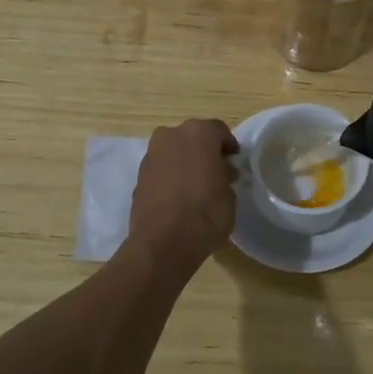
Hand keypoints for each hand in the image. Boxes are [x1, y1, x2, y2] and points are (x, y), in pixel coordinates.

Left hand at [128, 119, 238, 267]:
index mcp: (199, 133)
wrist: (163, 242)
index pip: (219, 131)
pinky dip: (170, 175)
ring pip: (174, 151)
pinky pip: (161, 168)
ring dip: (185, 162)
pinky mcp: (139, 175)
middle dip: (204, 151)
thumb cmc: (206, 214)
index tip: (234, 161)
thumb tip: (220, 172)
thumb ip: (225, 176)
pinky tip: (178, 196)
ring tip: (196, 186)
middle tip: (215, 171)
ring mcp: (152, 154)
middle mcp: (172, 135)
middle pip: (193, 137)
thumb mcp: (230, 195)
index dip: (228, 146)